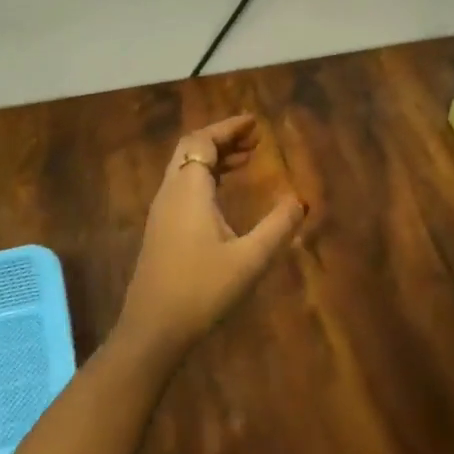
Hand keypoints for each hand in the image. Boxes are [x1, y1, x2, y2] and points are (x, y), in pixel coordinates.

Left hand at [119, 115, 306, 358]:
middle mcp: (170, 193)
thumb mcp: (250, 260)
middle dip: (222, 138)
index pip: (203, 141)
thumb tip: (300, 200)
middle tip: (254, 139)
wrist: (153, 330)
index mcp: (188, 190)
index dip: (228, 128)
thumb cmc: (202, 289)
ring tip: (247, 160)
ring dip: (214, 158)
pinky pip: (183, 187)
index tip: (254, 123)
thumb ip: (277, 227)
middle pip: (191, 149)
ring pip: (185, 169)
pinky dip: (205, 178)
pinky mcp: (161, 230)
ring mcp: (162, 212)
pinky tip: (224, 194)